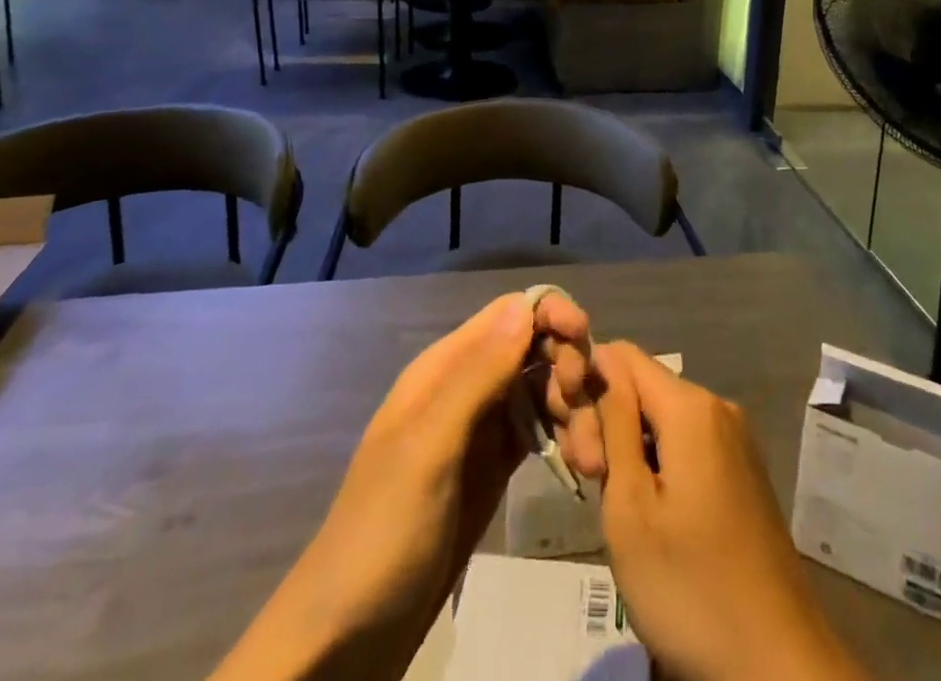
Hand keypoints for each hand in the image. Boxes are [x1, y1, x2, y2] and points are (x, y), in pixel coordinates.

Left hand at [210, 291, 593, 680]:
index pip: (509, 313)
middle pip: (533, 348)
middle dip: (568, 367)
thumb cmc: (384, 533)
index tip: (585, 340)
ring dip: (574, 410)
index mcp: (445, 368)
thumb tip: (527, 304)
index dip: (551, 315)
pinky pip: (540, 431)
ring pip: (542, 389)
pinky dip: (565, 438)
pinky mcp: (494, 466)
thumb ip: (477, 375)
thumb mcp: (429, 450)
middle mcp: (467, 386)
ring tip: (592, 460)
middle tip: (587, 414)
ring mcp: (481, 427)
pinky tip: (583, 467)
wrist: (348, 635)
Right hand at [592, 343, 867, 680]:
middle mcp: (716, 407)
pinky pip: (685, 442)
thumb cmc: (691, 587)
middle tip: (589, 485)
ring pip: (661, 417)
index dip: (587, 385)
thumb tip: (600, 360)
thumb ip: (613, 423)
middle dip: (605, 423)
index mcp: (691, 405)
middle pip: (642, 386)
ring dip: (628, 447)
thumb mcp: (630, 507)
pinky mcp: (740, 472)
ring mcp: (733, 440)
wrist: (779, 665)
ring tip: (614, 507)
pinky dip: (656, 463)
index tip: (574, 446)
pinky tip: (646, 511)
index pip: (621, 355)